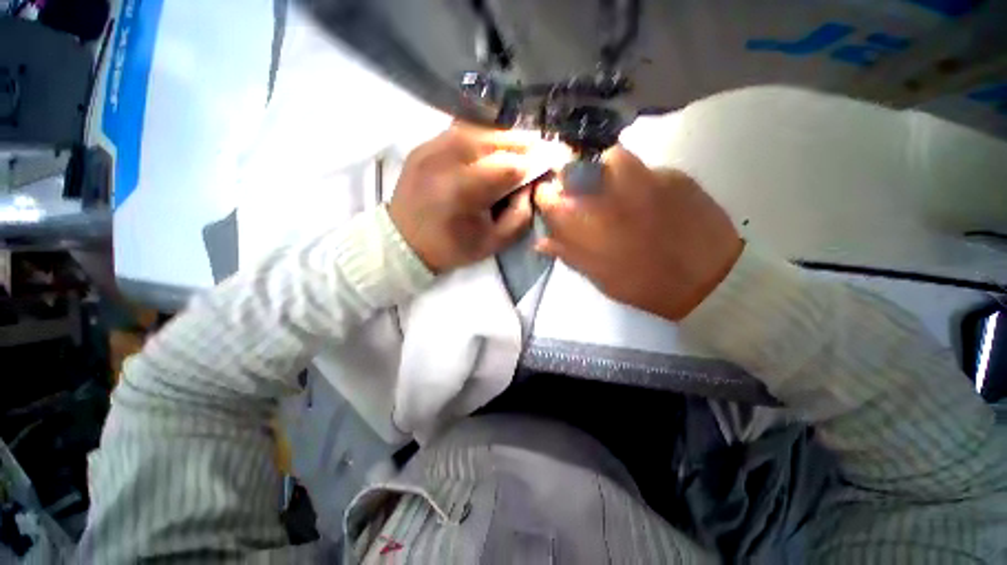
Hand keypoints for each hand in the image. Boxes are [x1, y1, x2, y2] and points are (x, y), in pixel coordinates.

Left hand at [390, 125, 538, 272]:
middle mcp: (445, 160)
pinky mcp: (424, 145)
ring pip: (479, 128)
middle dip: (524, 142)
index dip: (535, 161)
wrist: (403, 242)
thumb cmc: (451, 248)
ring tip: (522, 145)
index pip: (509, 165)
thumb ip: (520, 213)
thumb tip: (532, 184)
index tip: (554, 160)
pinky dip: (484, 135)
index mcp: (463, 191)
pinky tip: (495, 145)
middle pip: (495, 139)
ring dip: (506, 136)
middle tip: (543, 147)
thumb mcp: (493, 242)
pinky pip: (461, 130)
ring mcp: (431, 147)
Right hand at [535, 146, 743, 320]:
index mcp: (591, 221)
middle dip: (575, 177)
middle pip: (580, 166)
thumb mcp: (600, 276)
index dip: (548, 196)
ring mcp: (646, 178)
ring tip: (620, 193)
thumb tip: (541, 241)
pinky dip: (641, 180)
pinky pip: (647, 168)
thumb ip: (569, 254)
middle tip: (585, 194)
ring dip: (608, 172)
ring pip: (615, 159)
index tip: (552, 201)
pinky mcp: (677, 175)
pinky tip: (652, 202)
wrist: (709, 281)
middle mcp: (613, 193)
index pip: (553, 196)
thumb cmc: (645, 285)